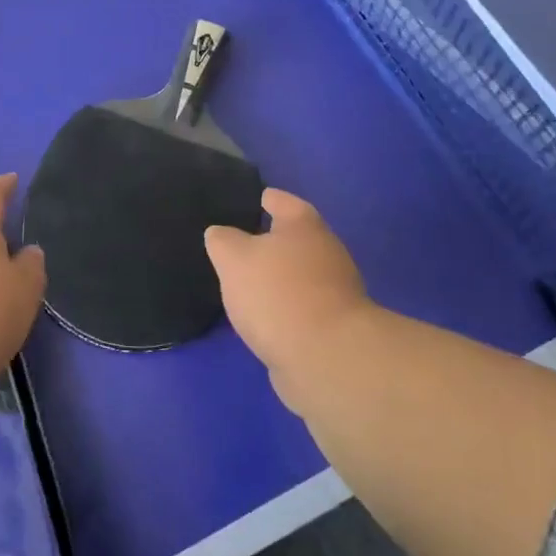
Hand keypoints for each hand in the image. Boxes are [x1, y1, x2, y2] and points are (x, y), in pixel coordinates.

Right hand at [205, 189, 371, 409]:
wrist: (325, 357)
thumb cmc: (277, 293)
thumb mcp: (233, 259)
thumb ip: (222, 240)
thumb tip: (221, 235)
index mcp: (303, 224)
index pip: (279, 200)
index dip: (261, 198)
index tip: (247, 200)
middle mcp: (325, 250)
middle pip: (293, 238)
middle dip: (268, 241)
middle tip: (235, 246)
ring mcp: (335, 289)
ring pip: (297, 274)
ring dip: (276, 277)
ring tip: (244, 284)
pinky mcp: (334, 325)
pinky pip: (301, 305)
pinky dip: (283, 306)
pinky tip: (262, 316)